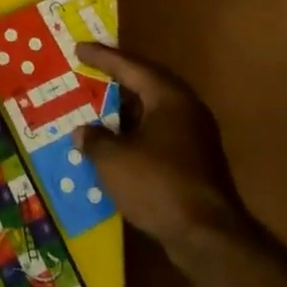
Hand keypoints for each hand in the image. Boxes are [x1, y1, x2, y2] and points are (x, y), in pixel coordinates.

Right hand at [74, 44, 252, 258]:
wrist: (208, 237)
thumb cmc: (158, 185)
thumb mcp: (114, 160)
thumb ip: (94, 140)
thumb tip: (83, 132)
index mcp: (169, 97)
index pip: (130, 66)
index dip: (102, 57)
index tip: (79, 48)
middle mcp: (186, 109)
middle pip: (146, 85)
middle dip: (116, 80)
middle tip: (89, 71)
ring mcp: (194, 137)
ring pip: (153, 112)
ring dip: (125, 111)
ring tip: (97, 108)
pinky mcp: (194, 163)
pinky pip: (158, 135)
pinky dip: (135, 135)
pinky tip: (116, 146)